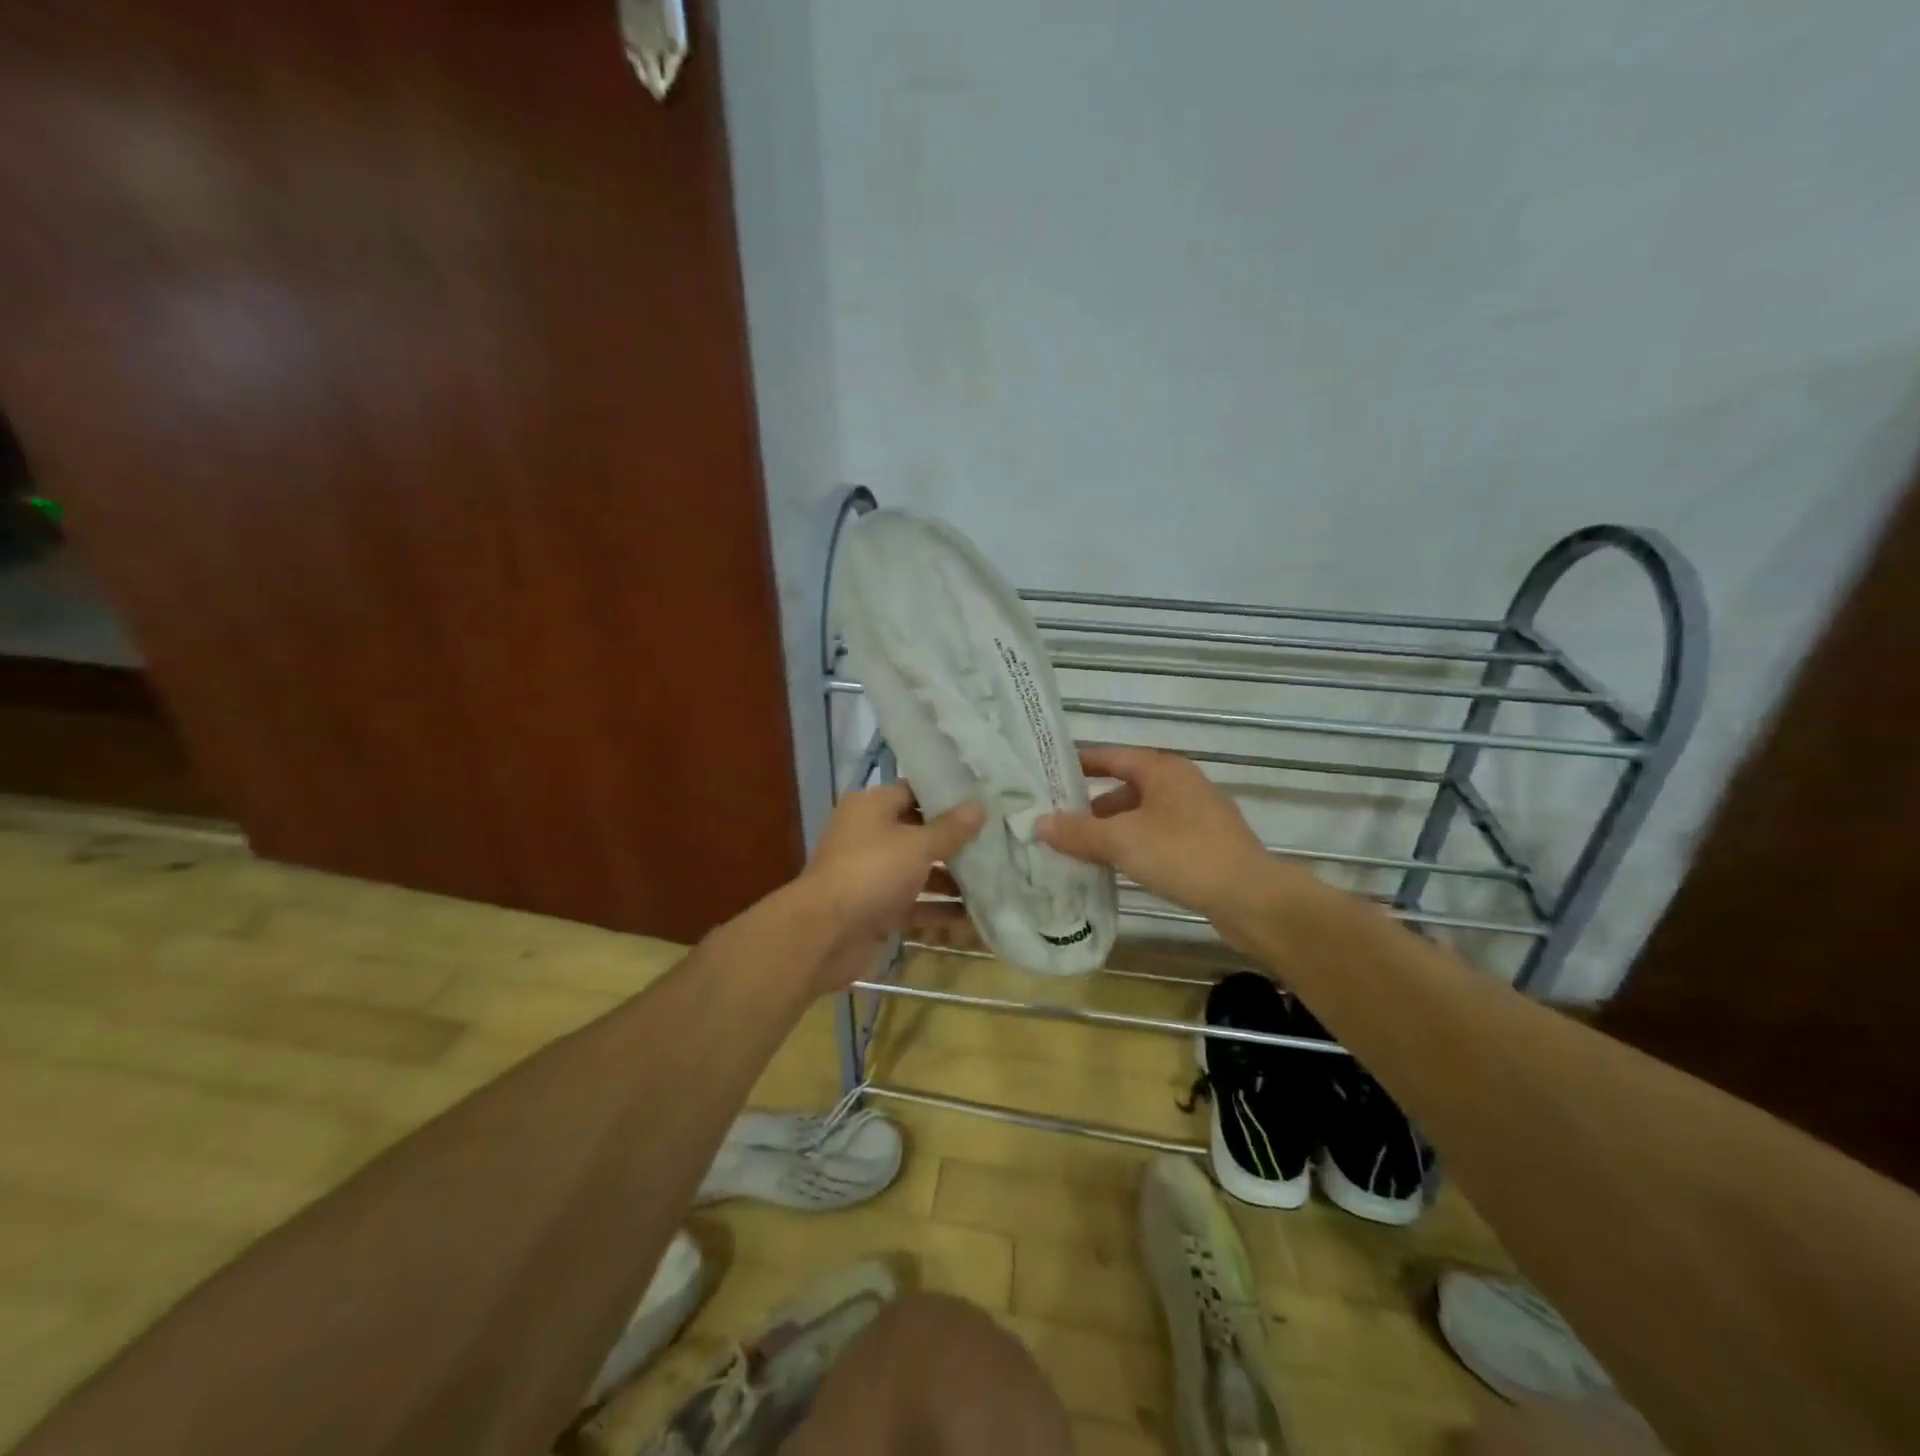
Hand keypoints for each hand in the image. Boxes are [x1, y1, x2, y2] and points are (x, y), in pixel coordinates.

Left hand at [797, 783, 984, 990]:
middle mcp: (869, 835)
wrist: (824, 934)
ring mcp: (872, 874)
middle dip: (956, 841)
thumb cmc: (871, 873)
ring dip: (951, 879)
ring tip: (996, 879)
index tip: (984, 799)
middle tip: (999, 840)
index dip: (947, 795)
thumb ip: (951, 829)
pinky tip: (975, 917)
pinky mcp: (876, 908)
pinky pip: (914, 904)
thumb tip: (980, 805)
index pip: (914, 791)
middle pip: (919, 832)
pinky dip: (939, 910)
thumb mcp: (917, 846)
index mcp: (871, 807)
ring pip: (919, 871)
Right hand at [1036, 746, 1290, 932]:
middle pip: (1125, 788)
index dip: (1079, 764)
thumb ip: (1078, 832)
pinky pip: (1158, 837)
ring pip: (1142, 815)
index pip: (1111, 757)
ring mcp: (1197, 815)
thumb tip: (1038, 823)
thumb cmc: (1183, 855)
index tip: (1047, 774)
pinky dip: (1134, 846)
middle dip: (1091, 806)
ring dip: (1112, 830)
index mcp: (1163, 770)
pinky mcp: (1206, 845)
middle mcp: (1181, 784)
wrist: (1252, 899)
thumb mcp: (1122, 841)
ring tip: (1080, 851)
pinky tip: (1117, 868)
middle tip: (1057, 822)